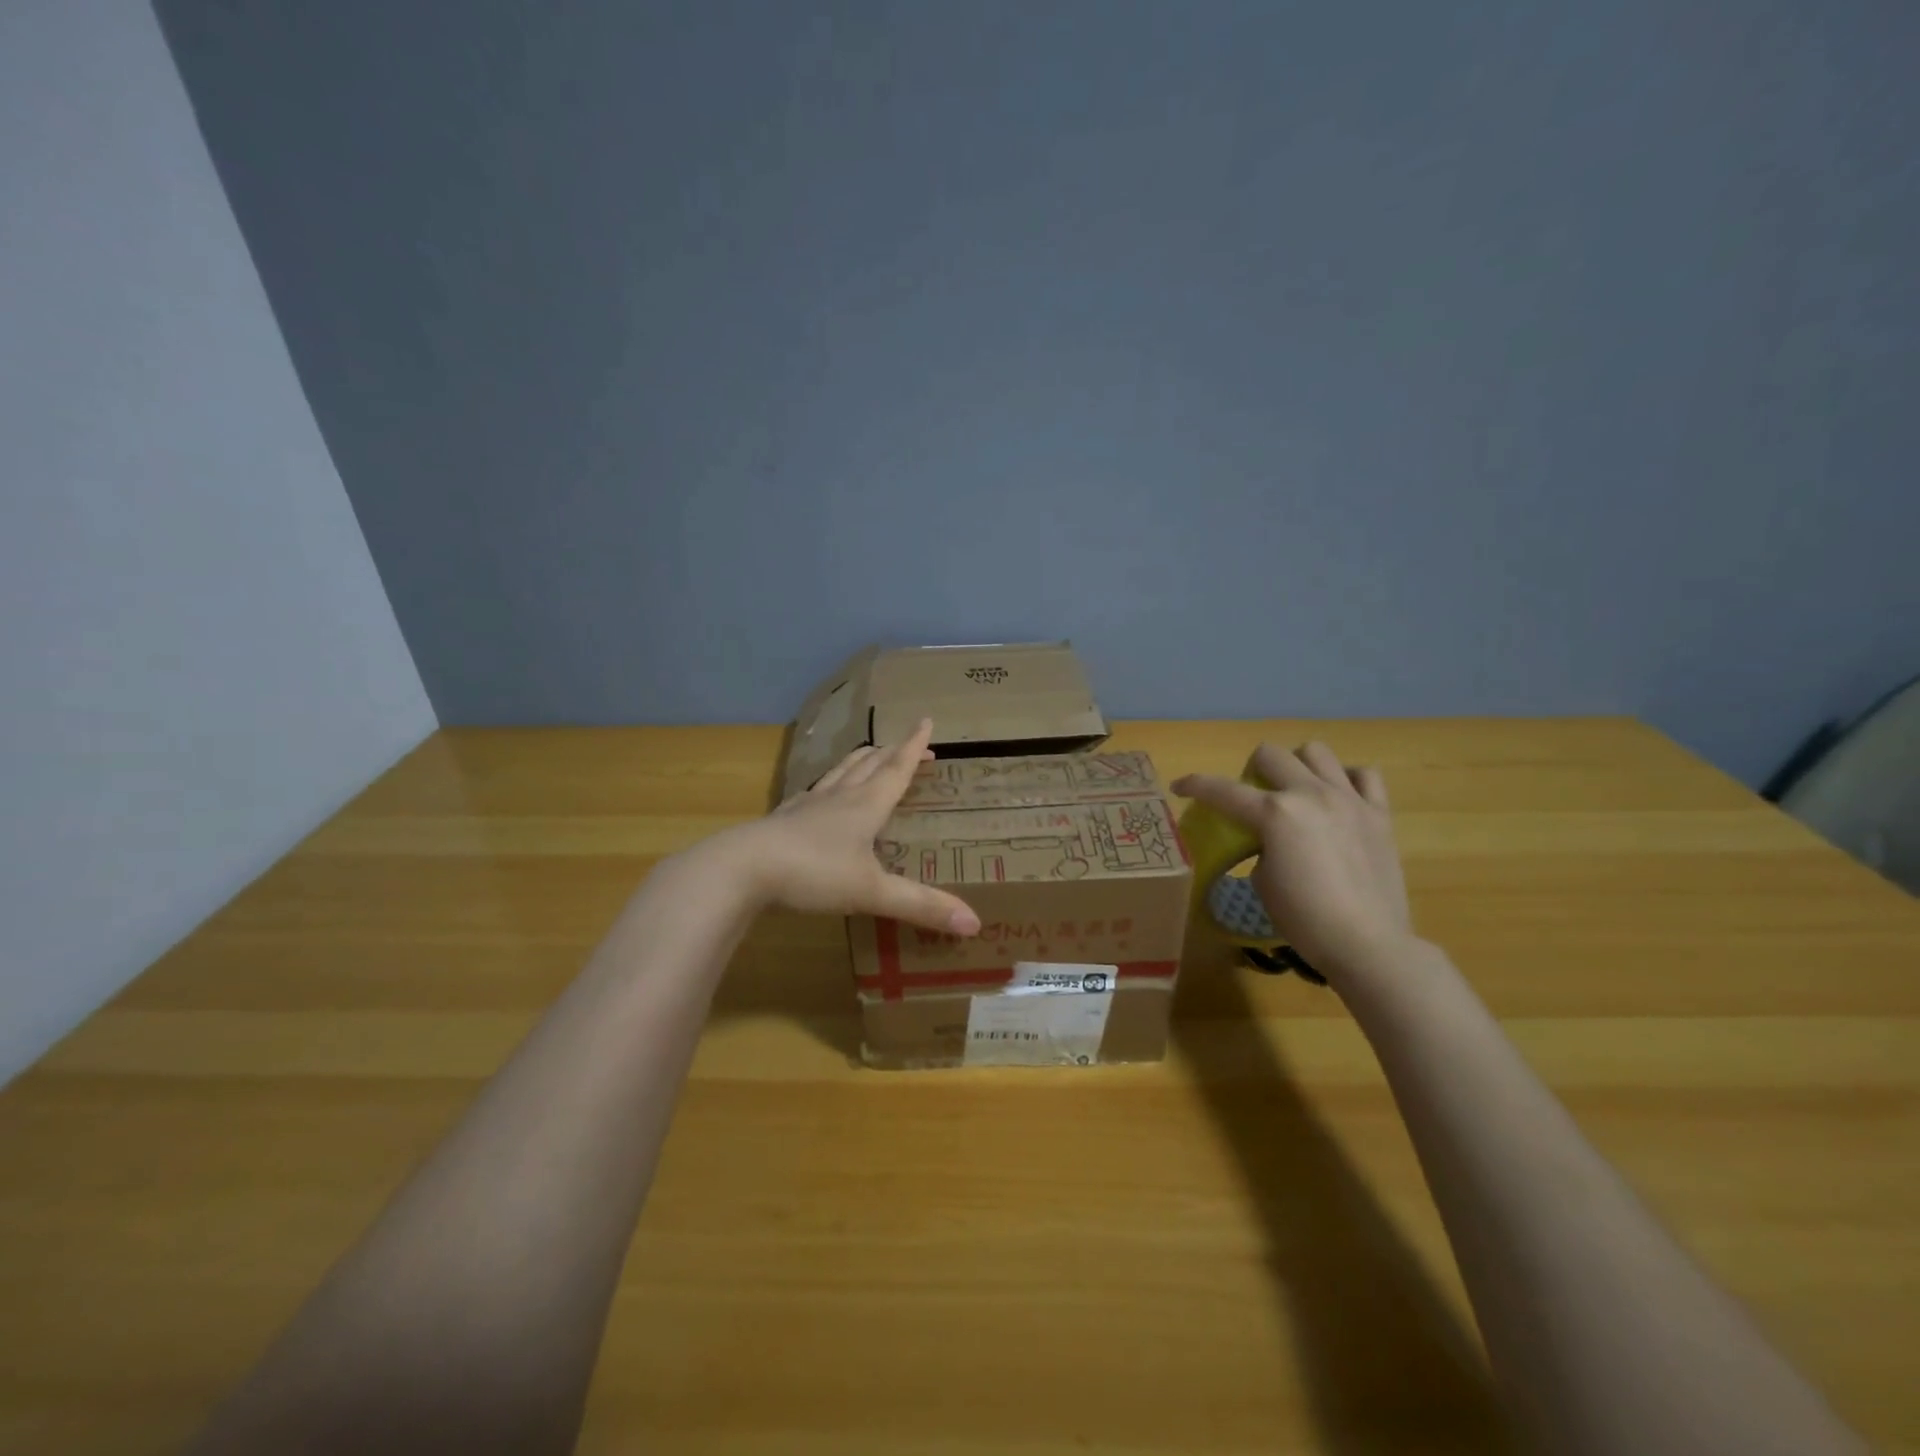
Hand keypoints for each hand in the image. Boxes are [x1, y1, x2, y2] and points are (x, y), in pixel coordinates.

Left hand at [727, 719, 981, 936]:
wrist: (743, 868)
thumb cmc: (813, 873)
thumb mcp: (872, 892)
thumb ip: (921, 906)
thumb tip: (975, 924)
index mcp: (865, 805)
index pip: (896, 769)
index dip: (913, 747)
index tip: (926, 721)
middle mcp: (838, 797)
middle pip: (869, 765)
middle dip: (892, 752)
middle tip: (908, 745)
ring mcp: (807, 806)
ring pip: (839, 773)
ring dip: (859, 761)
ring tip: (870, 755)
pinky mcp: (783, 819)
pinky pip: (812, 793)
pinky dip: (827, 785)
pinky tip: (820, 793)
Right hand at [1172, 742, 1412, 977]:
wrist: (1367, 944)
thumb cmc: (1303, 919)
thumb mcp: (1262, 880)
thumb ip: (1262, 846)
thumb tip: (1272, 839)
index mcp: (1275, 814)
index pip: (1222, 790)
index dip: (1194, 785)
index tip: (1179, 787)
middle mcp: (1310, 794)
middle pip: (1270, 754)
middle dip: (1251, 770)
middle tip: (1253, 797)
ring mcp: (1349, 800)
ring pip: (1316, 752)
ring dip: (1298, 766)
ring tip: (1297, 791)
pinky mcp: (1379, 814)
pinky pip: (1364, 775)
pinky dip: (1346, 780)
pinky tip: (1338, 799)